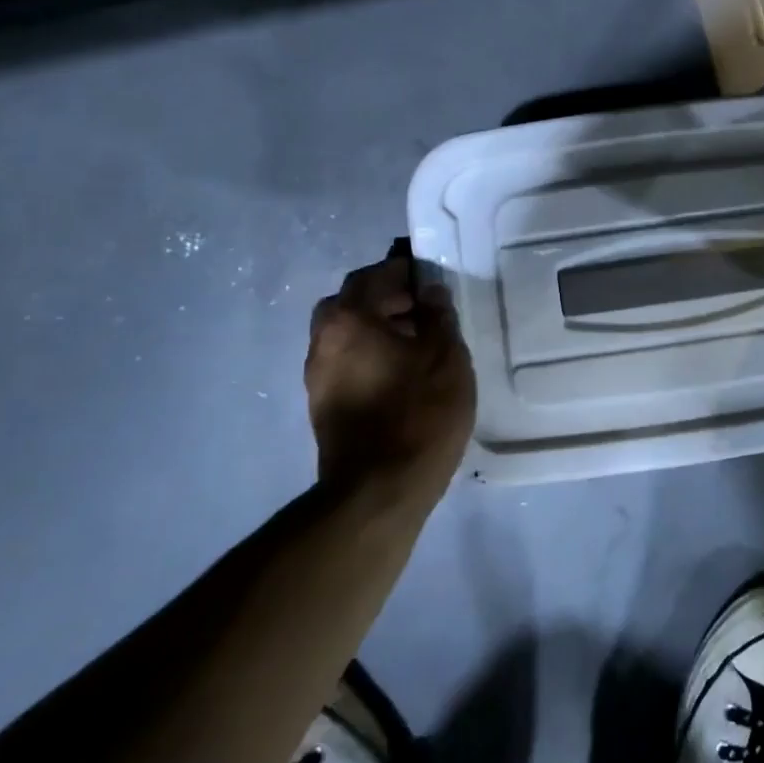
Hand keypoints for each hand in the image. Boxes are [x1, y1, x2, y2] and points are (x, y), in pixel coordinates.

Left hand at [305, 245, 476, 499]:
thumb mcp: (445, 356)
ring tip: (420, 342)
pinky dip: (370, 354)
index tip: (430, 276)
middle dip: (387, 298)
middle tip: (425, 308)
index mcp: (349, 320)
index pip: (372, 276)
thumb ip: (438, 315)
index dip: (402, 270)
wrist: (379, 492)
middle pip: (352, 303)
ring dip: (378, 328)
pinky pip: (347, 361)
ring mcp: (317, 377)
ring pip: (347, 334)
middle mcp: (323, 341)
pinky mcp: (323, 406)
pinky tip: (403, 372)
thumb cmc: (419, 413)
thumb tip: (429, 291)